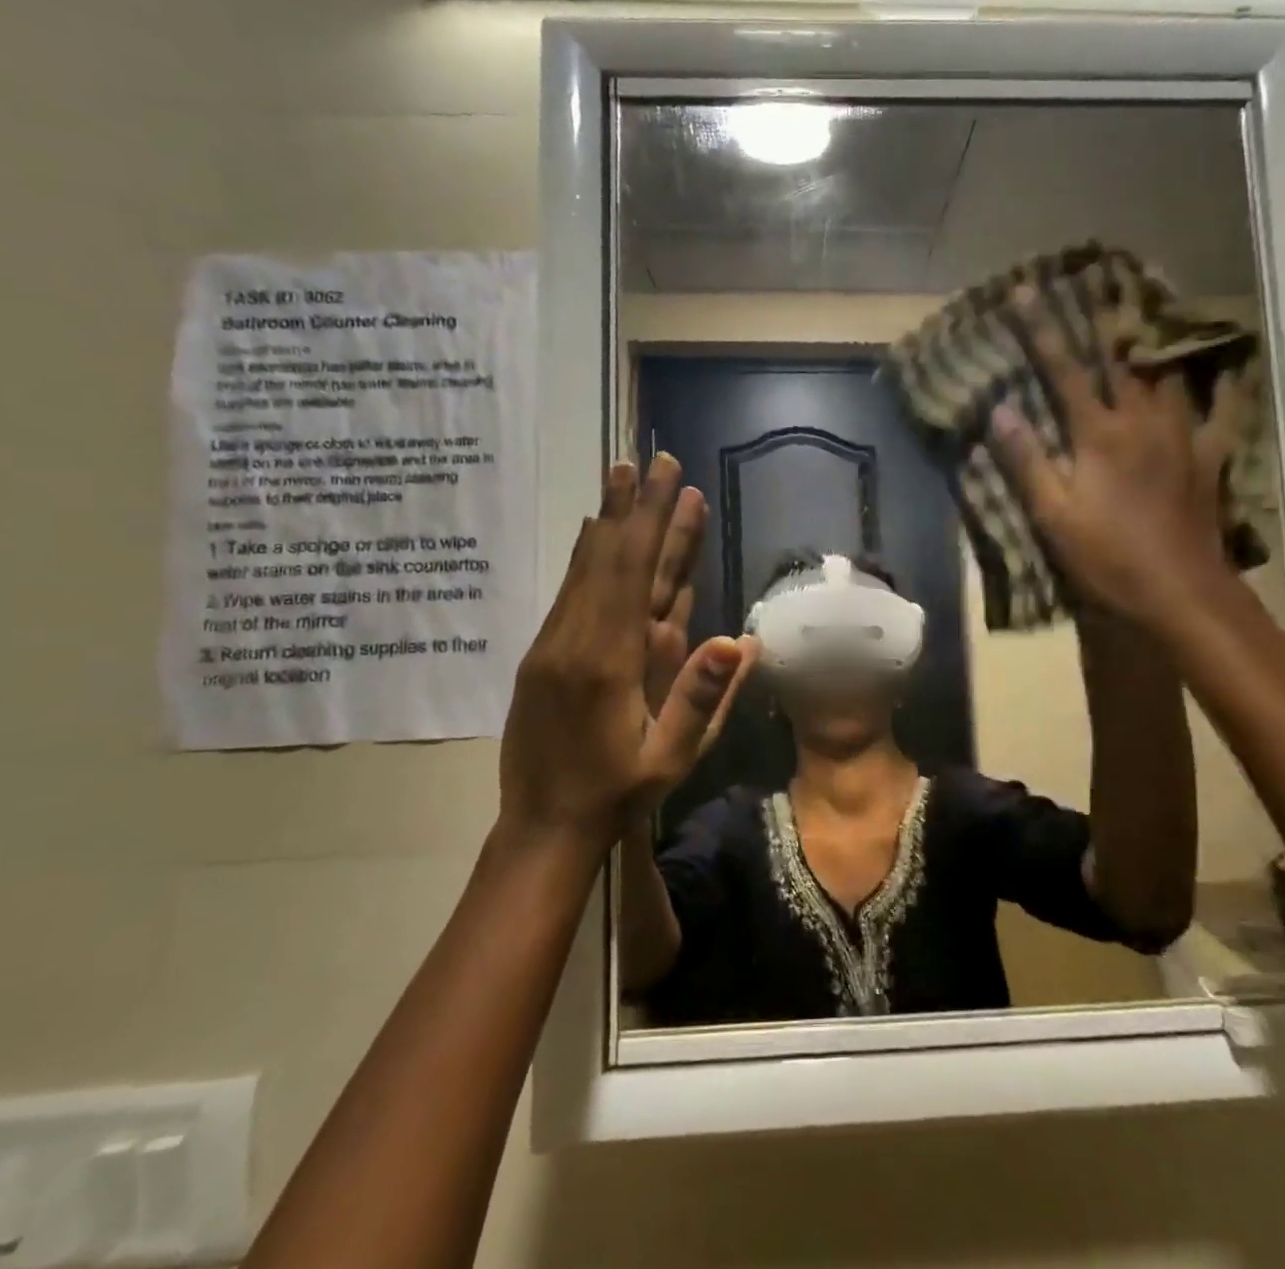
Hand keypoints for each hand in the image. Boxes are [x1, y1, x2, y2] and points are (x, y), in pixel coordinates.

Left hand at [496, 455, 754, 854]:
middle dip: (635, 506)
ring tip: (620, 475)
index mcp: (609, 660)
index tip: (670, 480)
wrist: (542, 825)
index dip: (655, 523)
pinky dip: (586, 555)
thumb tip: (743, 639)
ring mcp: (553, 642)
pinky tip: (593, 533)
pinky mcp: (542, 652)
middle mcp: (576, 638)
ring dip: (608, 519)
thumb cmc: (618, 793)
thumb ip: (703, 698)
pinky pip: (569, 591)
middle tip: (651, 458)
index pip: (636, 573)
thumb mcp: (671, 758)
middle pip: (611, 557)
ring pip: (585, 568)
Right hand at [989, 289, 1245, 628]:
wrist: (1180, 594)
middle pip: (1121, 358)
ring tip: (1150, 308)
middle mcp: (1143, 421)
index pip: (1063, 369)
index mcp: (1099, 434)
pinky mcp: (1209, 459)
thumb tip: (1000, 410)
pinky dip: (1223, 384)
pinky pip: (1222, 411)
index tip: (1025, 289)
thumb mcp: (1053, 516)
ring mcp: (1182, 436)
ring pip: (1170, 372)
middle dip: (1104, 317)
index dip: (1041, 328)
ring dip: (1155, 338)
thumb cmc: (1108, 558)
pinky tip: (1226, 365)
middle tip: (1098, 280)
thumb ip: (1027, 461)